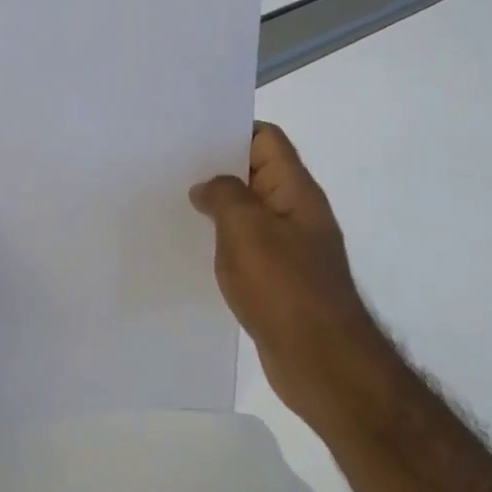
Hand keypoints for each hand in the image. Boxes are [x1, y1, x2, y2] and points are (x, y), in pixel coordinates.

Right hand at [190, 124, 385, 426]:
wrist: (321, 361)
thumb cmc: (284, 287)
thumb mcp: (246, 229)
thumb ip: (224, 195)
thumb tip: (207, 188)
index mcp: (295, 191)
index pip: (267, 139)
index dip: (232, 129)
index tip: (189, 135)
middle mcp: (296, 212)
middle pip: (255, 173)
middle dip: (216, 168)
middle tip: (169, 167)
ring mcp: (289, 247)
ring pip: (248, 212)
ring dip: (216, 207)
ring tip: (173, 203)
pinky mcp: (279, 279)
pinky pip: (246, 246)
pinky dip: (222, 241)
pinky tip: (193, 248)